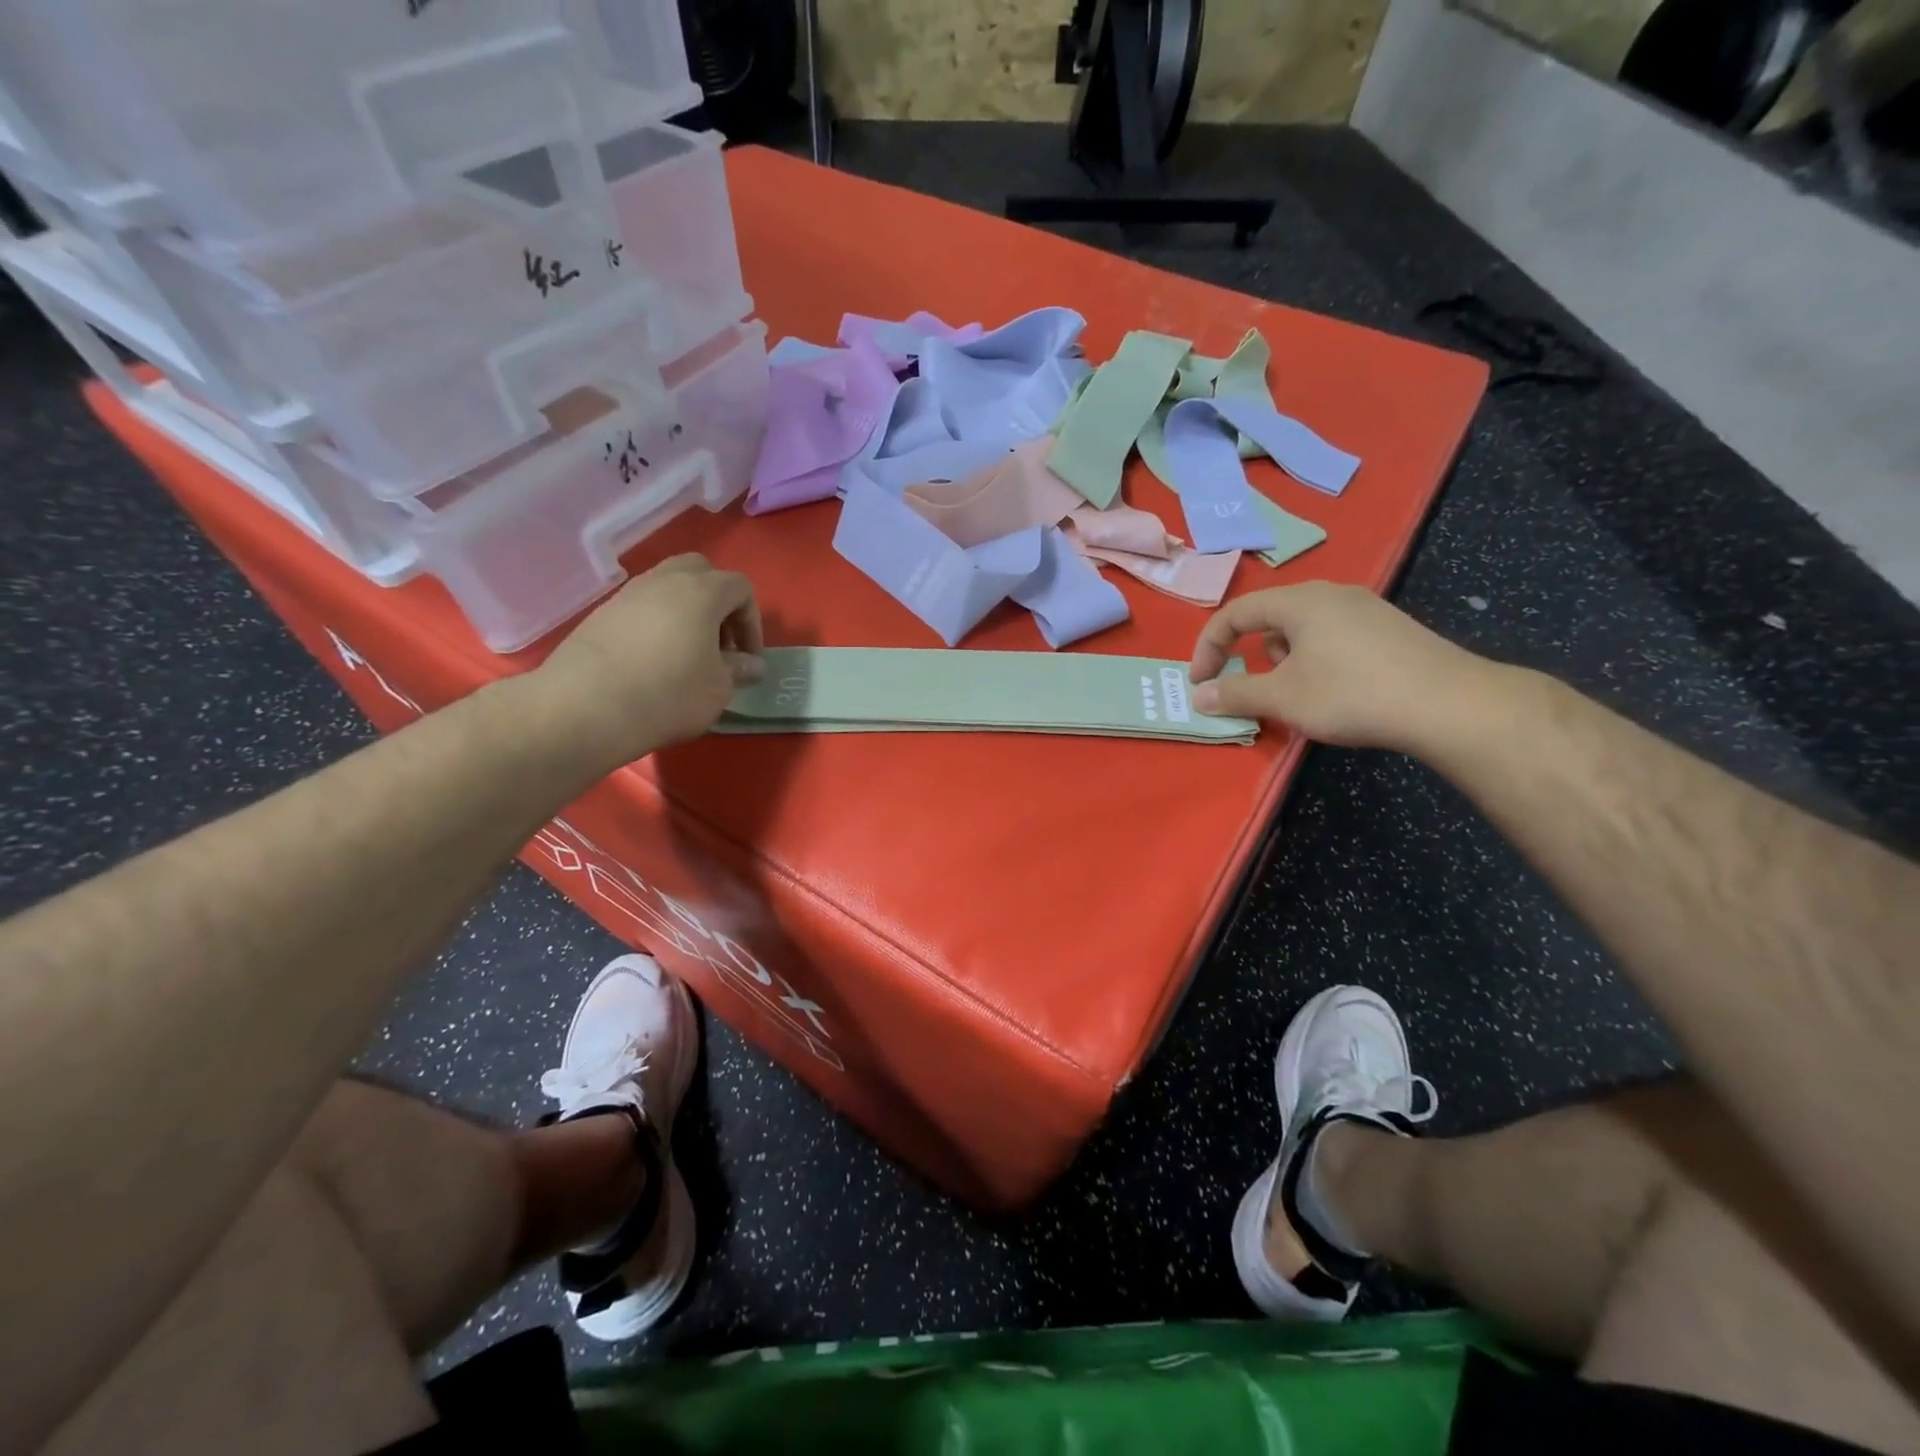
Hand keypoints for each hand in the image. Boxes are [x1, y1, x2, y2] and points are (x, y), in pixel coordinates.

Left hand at [537, 554, 764, 763]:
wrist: (583, 708)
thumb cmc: (668, 694)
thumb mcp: (718, 689)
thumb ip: (739, 670)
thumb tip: (751, 664)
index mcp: (702, 592)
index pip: (741, 587)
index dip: (752, 622)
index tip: (748, 659)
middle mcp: (664, 580)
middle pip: (701, 572)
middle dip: (718, 604)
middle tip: (719, 645)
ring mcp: (627, 594)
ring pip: (667, 587)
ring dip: (685, 613)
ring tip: (686, 655)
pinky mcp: (600, 614)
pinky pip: (640, 607)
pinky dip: (655, 624)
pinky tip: (652, 662)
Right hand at [1189, 582, 1499, 753]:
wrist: (1448, 704)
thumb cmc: (1351, 694)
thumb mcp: (1282, 698)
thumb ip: (1235, 694)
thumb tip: (1200, 696)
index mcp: (1299, 601)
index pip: (1235, 613)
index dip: (1209, 647)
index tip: (1201, 682)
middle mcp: (1331, 593)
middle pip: (1270, 617)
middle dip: (1250, 654)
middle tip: (1251, 689)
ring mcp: (1366, 608)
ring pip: (1304, 628)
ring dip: (1284, 660)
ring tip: (1297, 694)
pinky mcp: (1390, 629)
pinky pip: (1333, 637)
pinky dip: (1316, 660)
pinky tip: (1336, 691)